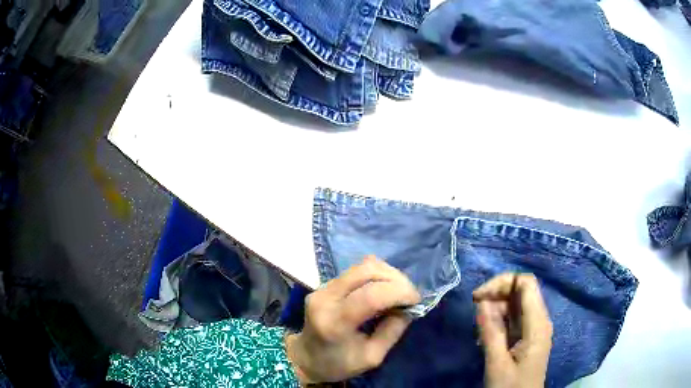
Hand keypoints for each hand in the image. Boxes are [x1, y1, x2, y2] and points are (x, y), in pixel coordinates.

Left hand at [285, 255, 420, 384]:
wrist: (305, 358)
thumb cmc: (338, 364)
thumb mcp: (372, 358)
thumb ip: (392, 331)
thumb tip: (408, 307)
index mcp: (335, 323)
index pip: (370, 296)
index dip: (399, 292)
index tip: (416, 300)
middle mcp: (325, 299)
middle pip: (366, 271)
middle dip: (396, 279)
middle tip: (410, 295)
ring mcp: (322, 288)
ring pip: (362, 266)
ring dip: (387, 274)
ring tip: (399, 291)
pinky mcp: (324, 284)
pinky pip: (356, 271)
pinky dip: (376, 276)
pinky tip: (384, 289)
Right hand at [473, 273, 552, 387]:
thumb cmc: (511, 387)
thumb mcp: (497, 364)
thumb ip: (491, 333)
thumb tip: (481, 302)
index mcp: (537, 324)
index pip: (526, 283)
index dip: (502, 282)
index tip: (477, 297)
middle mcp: (539, 320)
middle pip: (520, 290)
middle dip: (496, 295)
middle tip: (475, 312)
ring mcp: (533, 327)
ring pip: (514, 303)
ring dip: (494, 310)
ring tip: (479, 332)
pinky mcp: (527, 335)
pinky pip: (512, 318)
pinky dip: (497, 321)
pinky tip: (485, 337)